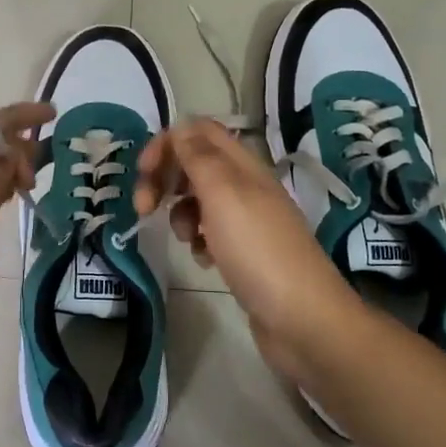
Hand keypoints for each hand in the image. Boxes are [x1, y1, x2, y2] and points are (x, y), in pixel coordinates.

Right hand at [134, 119, 361, 377]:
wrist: (302, 319)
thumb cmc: (258, 250)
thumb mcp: (223, 194)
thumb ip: (199, 157)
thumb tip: (180, 127)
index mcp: (243, 165)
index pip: (198, 132)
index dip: (167, 143)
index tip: (143, 172)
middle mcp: (245, 186)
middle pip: (195, 164)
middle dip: (165, 180)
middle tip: (144, 207)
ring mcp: (247, 221)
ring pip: (199, 201)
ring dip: (180, 214)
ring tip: (186, 239)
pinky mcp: (245, 253)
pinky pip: (210, 234)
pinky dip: (199, 241)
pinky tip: (204, 259)